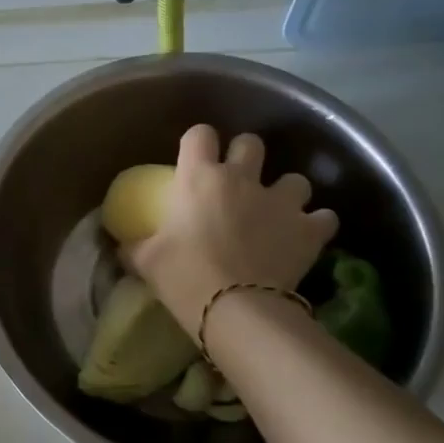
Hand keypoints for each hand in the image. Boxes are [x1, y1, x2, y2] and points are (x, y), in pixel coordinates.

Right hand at [130, 125, 337, 333]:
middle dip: (247, 157)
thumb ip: (134, 246)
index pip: (199, 134)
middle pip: (251, 143)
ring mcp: (280, 201)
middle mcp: (241, 178)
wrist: (235, 308)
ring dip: (287, 192)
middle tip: (239, 182)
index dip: (198, 141)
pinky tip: (306, 237)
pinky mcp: (309, 229)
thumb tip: (119, 246)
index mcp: (199, 178)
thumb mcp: (146, 261)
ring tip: (279, 212)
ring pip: (295, 178)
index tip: (196, 158)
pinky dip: (316, 225)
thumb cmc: (183, 276)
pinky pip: (324, 217)